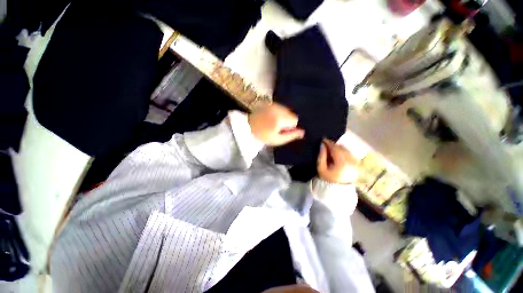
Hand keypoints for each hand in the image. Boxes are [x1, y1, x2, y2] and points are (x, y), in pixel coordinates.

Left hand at [248, 103, 304, 145]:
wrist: (247, 127)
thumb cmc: (263, 136)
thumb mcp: (277, 140)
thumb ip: (291, 136)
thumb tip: (303, 132)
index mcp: (279, 119)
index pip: (295, 120)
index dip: (290, 127)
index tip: (281, 131)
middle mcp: (277, 109)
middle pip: (291, 114)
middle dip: (287, 121)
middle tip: (276, 127)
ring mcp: (273, 104)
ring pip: (286, 111)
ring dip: (282, 117)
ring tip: (272, 122)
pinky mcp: (269, 103)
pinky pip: (280, 108)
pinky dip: (278, 113)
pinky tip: (270, 117)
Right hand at [317, 139, 357, 183]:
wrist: (338, 189)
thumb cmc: (327, 178)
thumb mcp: (321, 168)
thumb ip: (321, 156)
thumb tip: (322, 145)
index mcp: (342, 163)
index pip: (335, 149)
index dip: (329, 143)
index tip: (323, 139)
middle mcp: (351, 161)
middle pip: (341, 148)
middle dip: (333, 145)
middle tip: (326, 143)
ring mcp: (355, 162)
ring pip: (346, 150)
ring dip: (338, 147)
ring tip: (331, 148)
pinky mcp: (356, 163)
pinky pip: (349, 153)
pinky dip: (343, 151)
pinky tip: (337, 153)